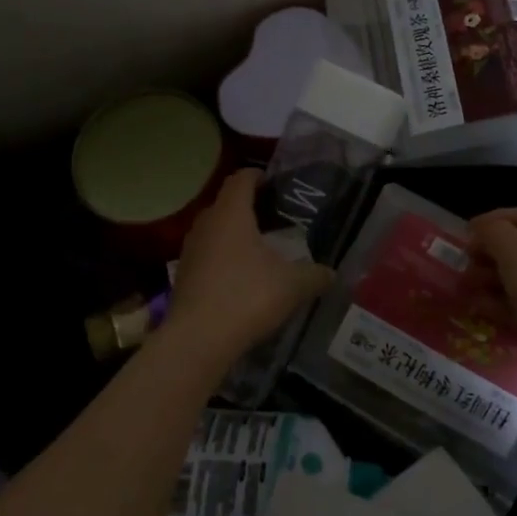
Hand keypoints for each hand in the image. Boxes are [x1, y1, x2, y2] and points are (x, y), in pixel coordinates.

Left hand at [168, 170, 334, 360]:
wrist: (198, 339)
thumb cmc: (247, 297)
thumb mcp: (292, 285)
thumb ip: (315, 275)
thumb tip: (332, 273)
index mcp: (231, 213)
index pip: (241, 178)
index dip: (258, 175)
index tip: (276, 183)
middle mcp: (206, 223)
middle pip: (227, 203)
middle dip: (250, 206)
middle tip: (276, 217)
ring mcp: (190, 249)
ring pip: (215, 229)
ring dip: (236, 233)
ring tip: (261, 247)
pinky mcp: (184, 274)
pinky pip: (207, 253)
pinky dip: (224, 256)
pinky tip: (242, 276)